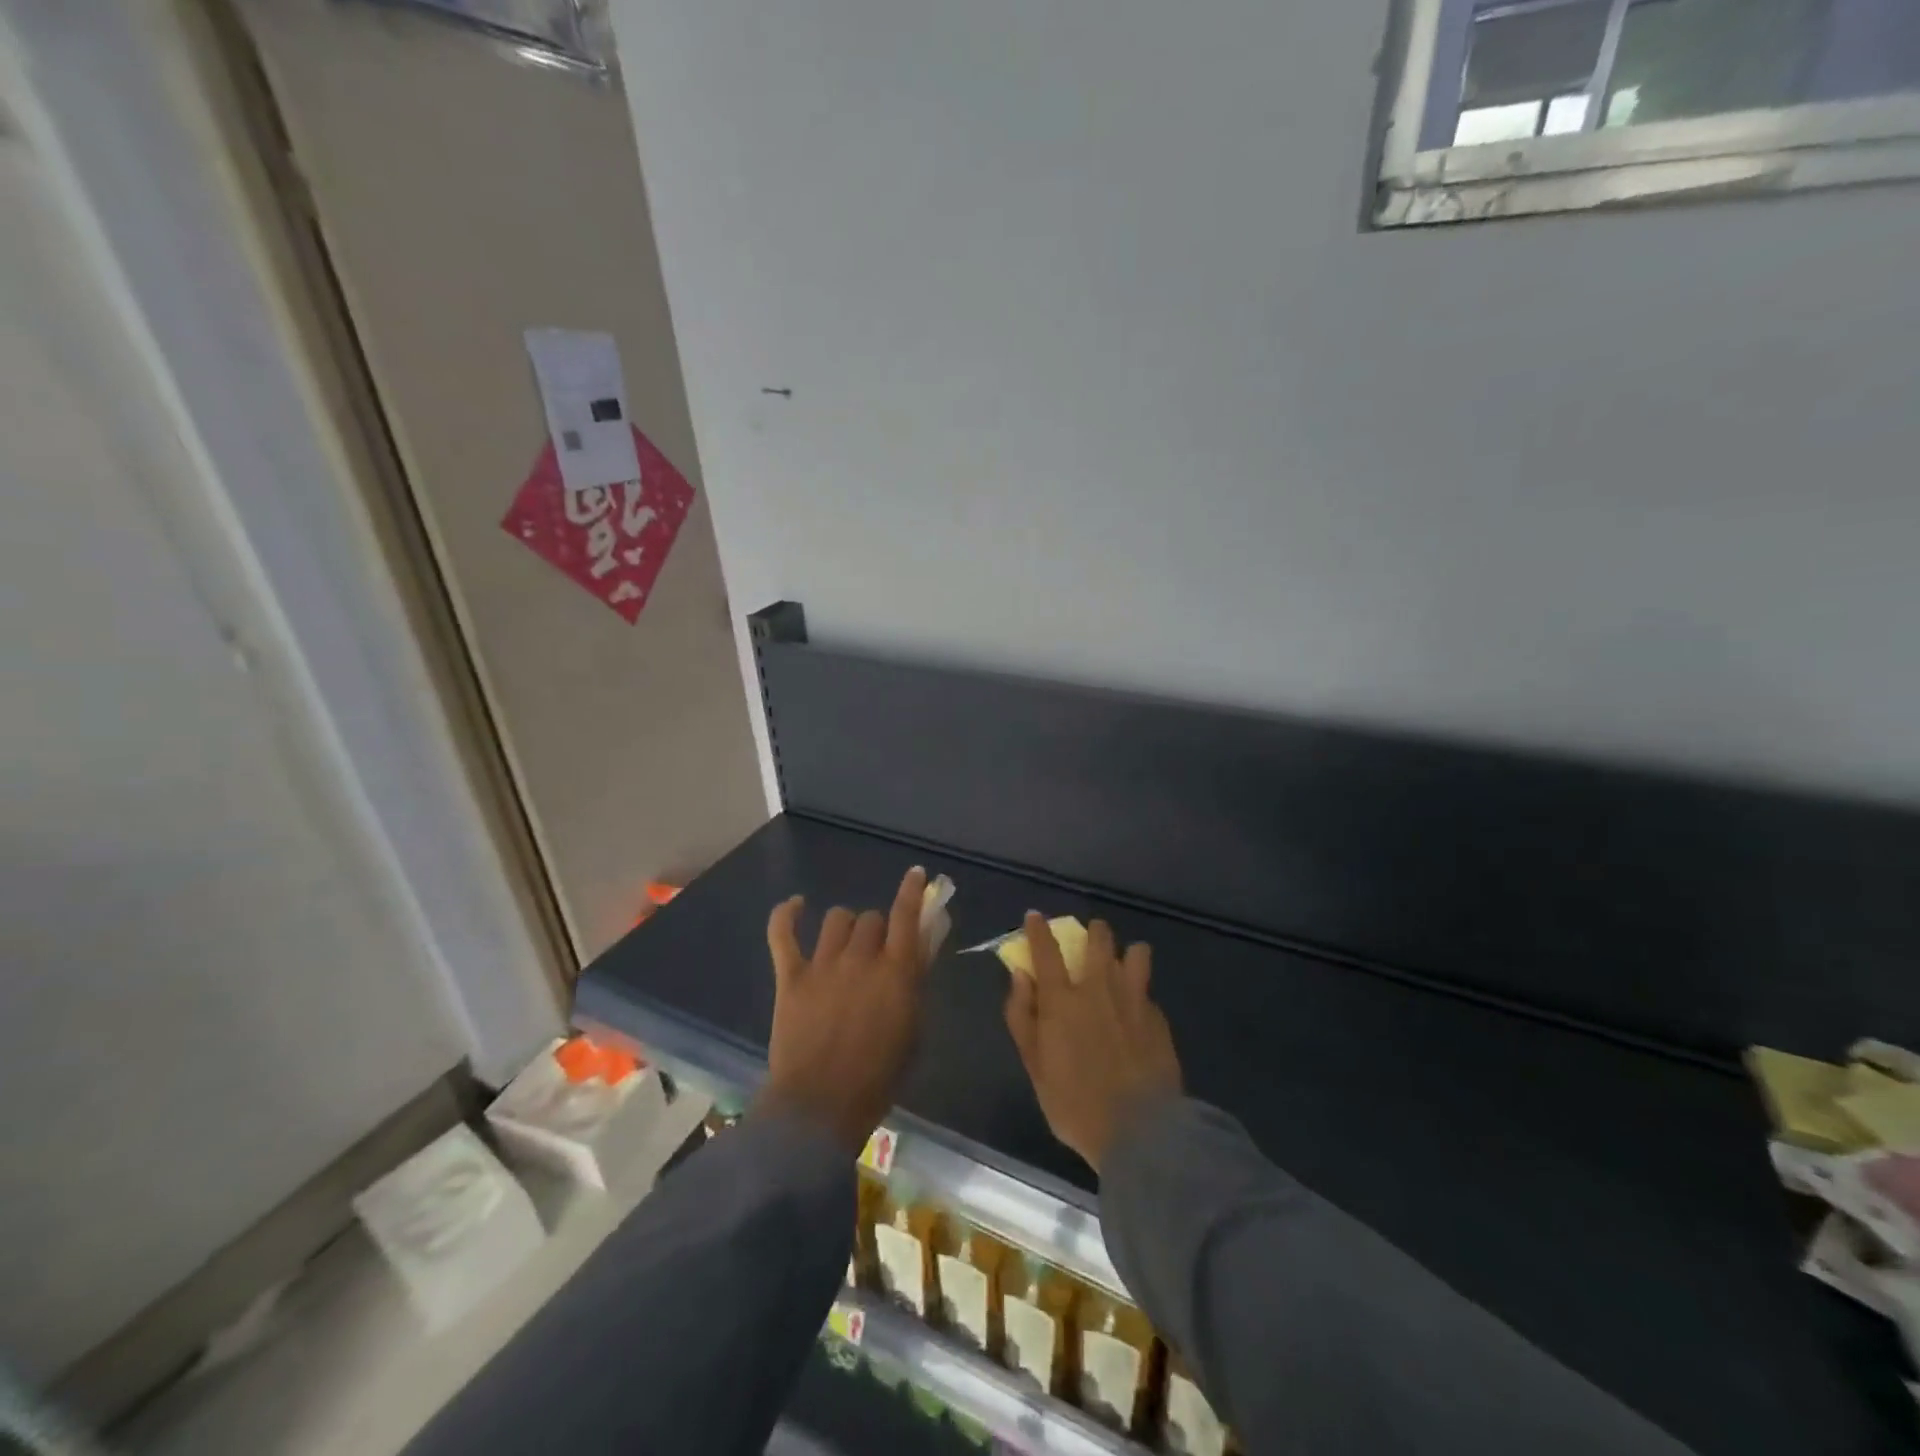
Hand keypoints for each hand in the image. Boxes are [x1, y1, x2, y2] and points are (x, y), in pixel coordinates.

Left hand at [756, 866, 929, 1152]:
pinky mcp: (791, 976)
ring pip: (836, 919)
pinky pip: (783, 933)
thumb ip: (917, 985)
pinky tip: (796, 906)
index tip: (916, 874)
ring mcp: (823, 964)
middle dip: (877, 929)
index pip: (907, 916)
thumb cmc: (878, 1078)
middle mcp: (861, 958)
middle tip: (876, 952)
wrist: (820, 1107)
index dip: (912, 891)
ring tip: (844, 944)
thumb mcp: (914, 1031)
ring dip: (846, 928)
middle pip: (871, 918)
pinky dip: (787, 915)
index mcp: (897, 972)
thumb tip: (921, 949)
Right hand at [1004, 913, 1181, 1173]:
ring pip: (1136, 953)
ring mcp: (1134, 999)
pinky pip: (1147, 990)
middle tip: (1088, 941)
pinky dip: (1139, 992)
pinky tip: (1136, 1013)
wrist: (1140, 1132)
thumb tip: (1021, 976)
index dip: (1038, 929)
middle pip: (1099, 939)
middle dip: (1093, 932)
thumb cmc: (1074, 1103)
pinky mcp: (1158, 1018)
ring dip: (1126, 953)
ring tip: (1121, 967)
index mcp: (1063, 999)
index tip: (1035, 916)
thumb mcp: (1034, 1066)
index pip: (1047, 950)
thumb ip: (1022, 1016)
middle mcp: (1099, 988)